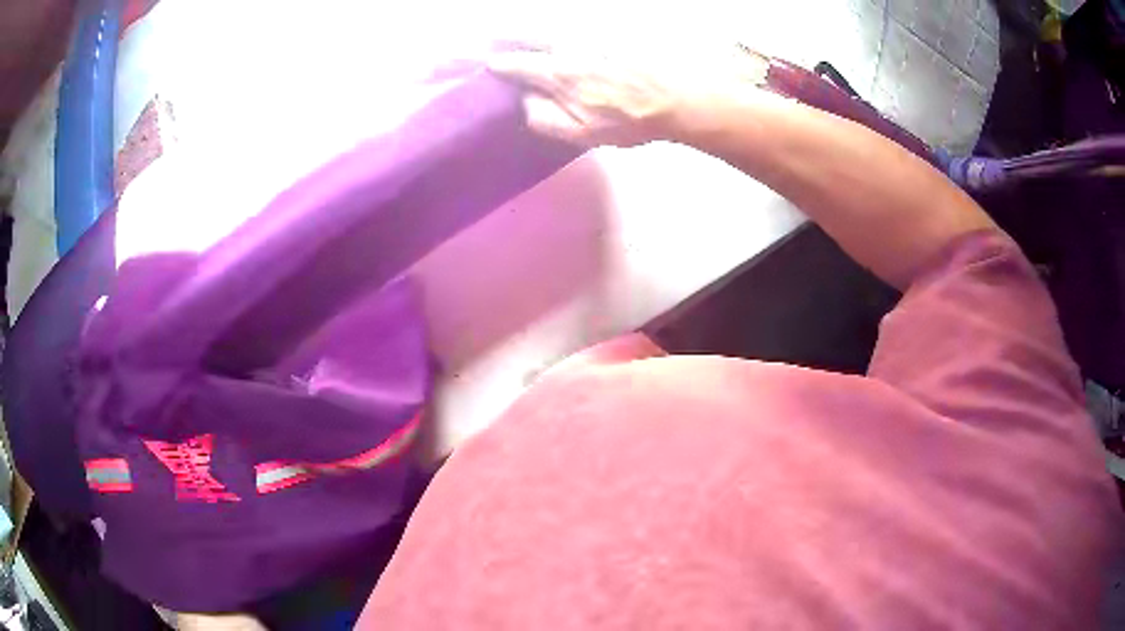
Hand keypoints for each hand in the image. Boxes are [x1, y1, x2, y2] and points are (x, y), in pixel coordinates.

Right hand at [487, 45, 769, 147]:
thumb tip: (521, 103)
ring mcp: (590, 33)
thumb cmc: (633, 119)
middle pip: (527, 33)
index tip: (487, 63)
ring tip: (518, 34)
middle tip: (493, 39)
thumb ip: (544, 119)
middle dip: (506, 35)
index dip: (497, 64)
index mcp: (557, 73)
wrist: (682, 96)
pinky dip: (558, 27)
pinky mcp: (610, 28)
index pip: (515, 63)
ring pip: (550, 26)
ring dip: (530, 29)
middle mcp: (568, 45)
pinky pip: (574, 24)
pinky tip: (559, 34)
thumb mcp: (582, 133)